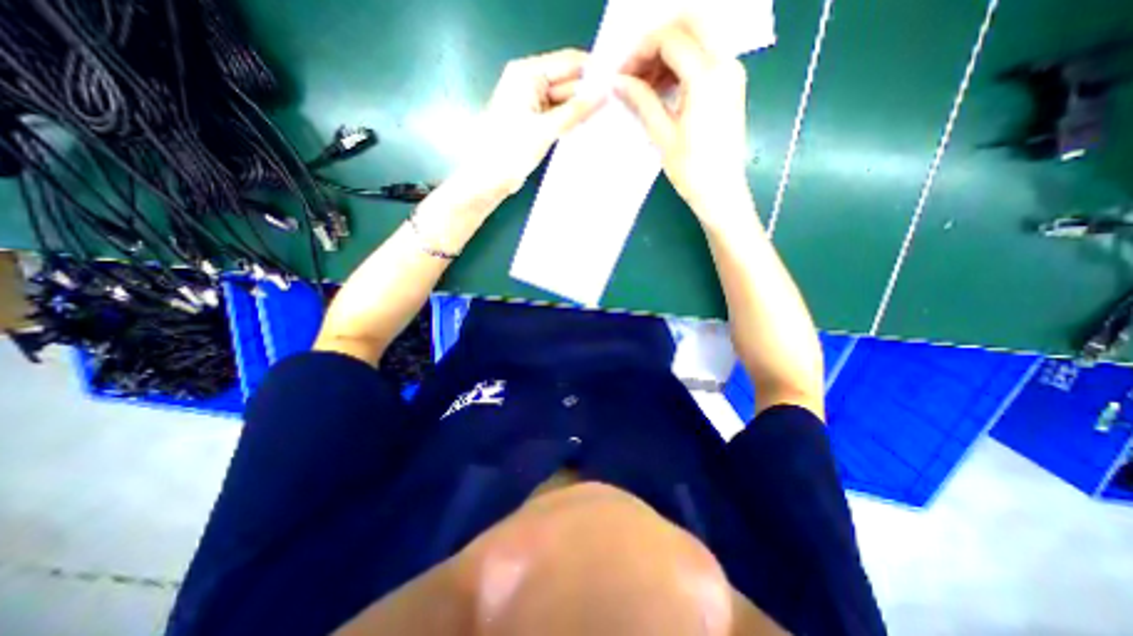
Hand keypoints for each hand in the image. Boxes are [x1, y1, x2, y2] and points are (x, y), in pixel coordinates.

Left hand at [455, 48, 604, 198]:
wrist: (490, 178)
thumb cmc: (511, 150)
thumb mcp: (545, 129)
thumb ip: (575, 111)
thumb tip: (604, 94)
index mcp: (527, 73)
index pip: (568, 62)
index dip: (593, 70)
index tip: (618, 82)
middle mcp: (530, 83)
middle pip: (568, 82)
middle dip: (590, 93)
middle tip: (617, 104)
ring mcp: (533, 103)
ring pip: (565, 101)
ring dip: (582, 109)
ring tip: (609, 116)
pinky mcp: (535, 122)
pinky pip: (559, 116)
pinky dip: (572, 121)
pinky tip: (590, 126)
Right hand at [611, 17, 749, 221]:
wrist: (722, 192)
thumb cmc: (691, 170)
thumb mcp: (662, 135)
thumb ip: (642, 101)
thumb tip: (618, 81)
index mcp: (707, 76)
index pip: (670, 38)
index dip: (640, 51)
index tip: (621, 74)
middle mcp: (725, 63)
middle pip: (689, 24)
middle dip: (656, 41)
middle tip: (634, 70)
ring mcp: (732, 72)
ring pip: (698, 38)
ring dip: (668, 52)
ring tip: (644, 85)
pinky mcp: (732, 84)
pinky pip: (705, 57)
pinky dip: (681, 64)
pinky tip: (663, 88)